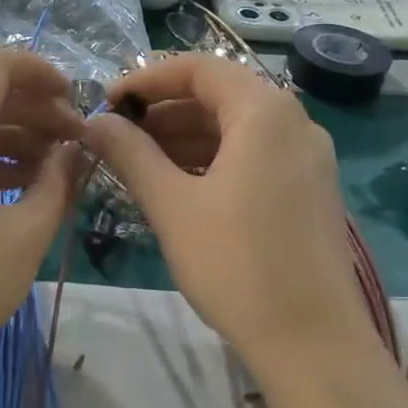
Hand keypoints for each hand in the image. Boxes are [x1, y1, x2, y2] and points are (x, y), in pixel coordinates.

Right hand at [85, 55, 374, 374]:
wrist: (311, 339)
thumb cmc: (235, 265)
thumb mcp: (172, 206)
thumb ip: (131, 155)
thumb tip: (96, 122)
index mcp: (264, 112)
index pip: (199, 68)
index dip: (146, 79)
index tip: (106, 102)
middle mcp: (295, 123)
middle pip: (221, 97)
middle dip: (165, 112)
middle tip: (117, 138)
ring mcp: (309, 160)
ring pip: (238, 131)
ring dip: (187, 140)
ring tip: (139, 165)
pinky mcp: (311, 192)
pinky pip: (256, 159)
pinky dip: (215, 163)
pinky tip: (182, 189)